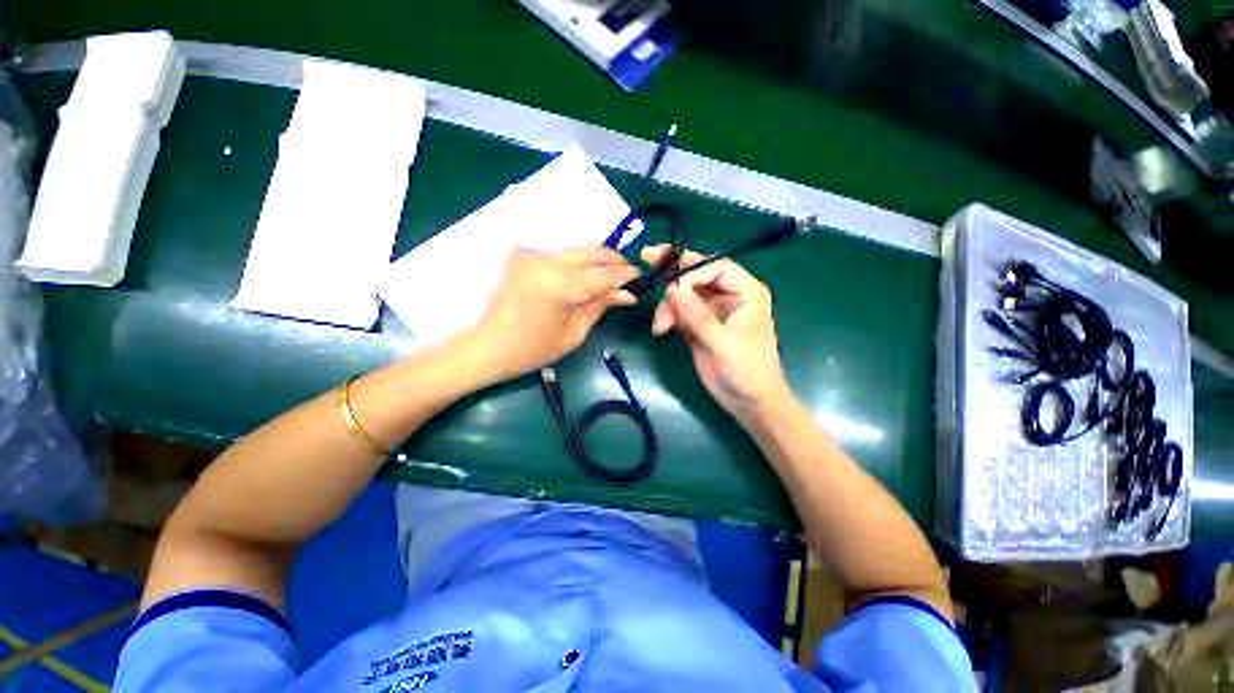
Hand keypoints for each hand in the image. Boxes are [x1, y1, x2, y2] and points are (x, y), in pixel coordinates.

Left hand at [474, 246, 638, 380]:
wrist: (485, 347)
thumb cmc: (532, 349)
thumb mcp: (574, 333)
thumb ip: (601, 306)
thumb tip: (627, 293)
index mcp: (560, 284)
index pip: (604, 274)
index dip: (624, 275)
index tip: (640, 277)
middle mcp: (546, 260)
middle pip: (591, 251)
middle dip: (613, 260)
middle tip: (627, 274)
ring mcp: (532, 255)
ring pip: (576, 250)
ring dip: (596, 260)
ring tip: (609, 275)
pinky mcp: (522, 256)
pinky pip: (559, 255)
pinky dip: (576, 262)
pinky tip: (583, 274)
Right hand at [642, 244, 792, 420]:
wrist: (749, 402)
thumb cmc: (747, 370)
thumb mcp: (723, 343)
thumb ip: (698, 316)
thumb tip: (674, 287)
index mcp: (745, 292)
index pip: (715, 267)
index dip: (691, 270)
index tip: (671, 286)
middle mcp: (728, 295)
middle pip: (697, 275)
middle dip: (673, 275)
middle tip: (646, 260)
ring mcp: (711, 310)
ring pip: (683, 294)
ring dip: (668, 306)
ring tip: (660, 327)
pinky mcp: (698, 325)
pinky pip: (679, 312)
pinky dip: (668, 317)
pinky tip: (661, 330)